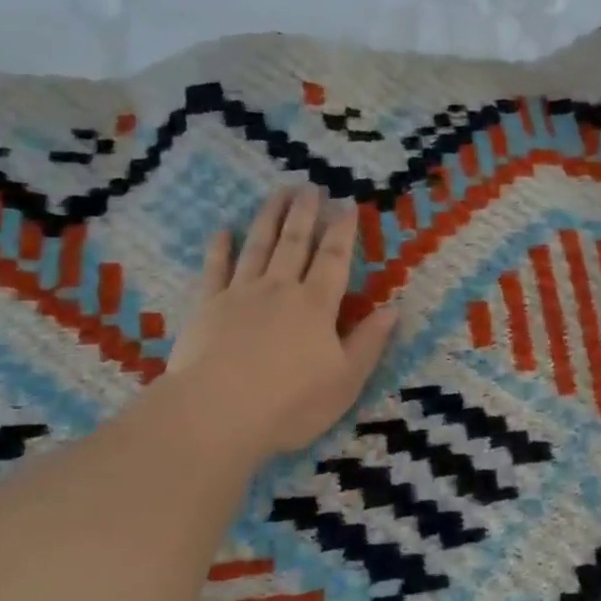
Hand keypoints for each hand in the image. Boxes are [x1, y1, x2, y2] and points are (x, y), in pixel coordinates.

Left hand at [161, 185, 397, 464]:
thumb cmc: (290, 403)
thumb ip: (369, 342)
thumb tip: (393, 309)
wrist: (217, 414)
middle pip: (295, 242)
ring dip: (269, 217)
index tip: (346, 204)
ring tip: (277, 192)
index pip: (334, 258)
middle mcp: (280, 289)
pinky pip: (215, 269)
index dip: (342, 230)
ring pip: (258, 246)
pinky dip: (220, 247)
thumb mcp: (345, 380)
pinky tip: (224, 230)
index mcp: (316, 305)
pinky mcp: (207, 307)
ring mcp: (240, 294)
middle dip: (305, 213)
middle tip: (309, 186)